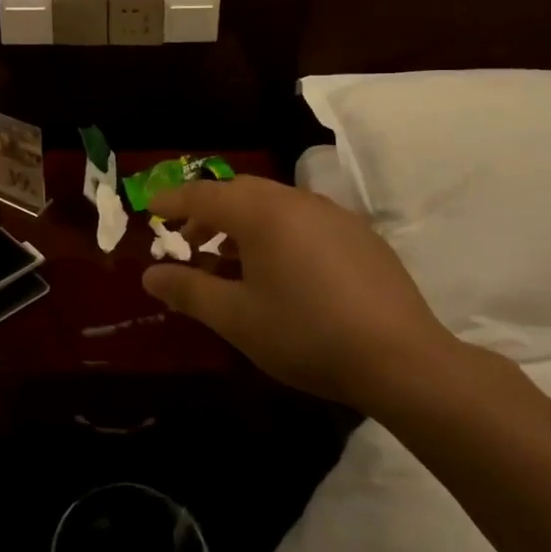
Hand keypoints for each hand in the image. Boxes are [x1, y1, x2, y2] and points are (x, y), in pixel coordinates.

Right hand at [141, 175, 457, 408]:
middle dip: (208, 211)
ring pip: (274, 204)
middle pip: (240, 192)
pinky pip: (303, 219)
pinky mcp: (360, 235)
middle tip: (189, 239)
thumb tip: (149, 275)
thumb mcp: (236, 318)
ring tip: (230, 259)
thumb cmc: (306, 334)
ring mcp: (333, 215)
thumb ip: (188, 291)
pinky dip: (277, 231)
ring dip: (243, 222)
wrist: (402, 359)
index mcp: (262, 213)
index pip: (204, 195)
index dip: (172, 201)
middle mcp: (296, 201)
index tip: (150, 209)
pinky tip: (281, 270)